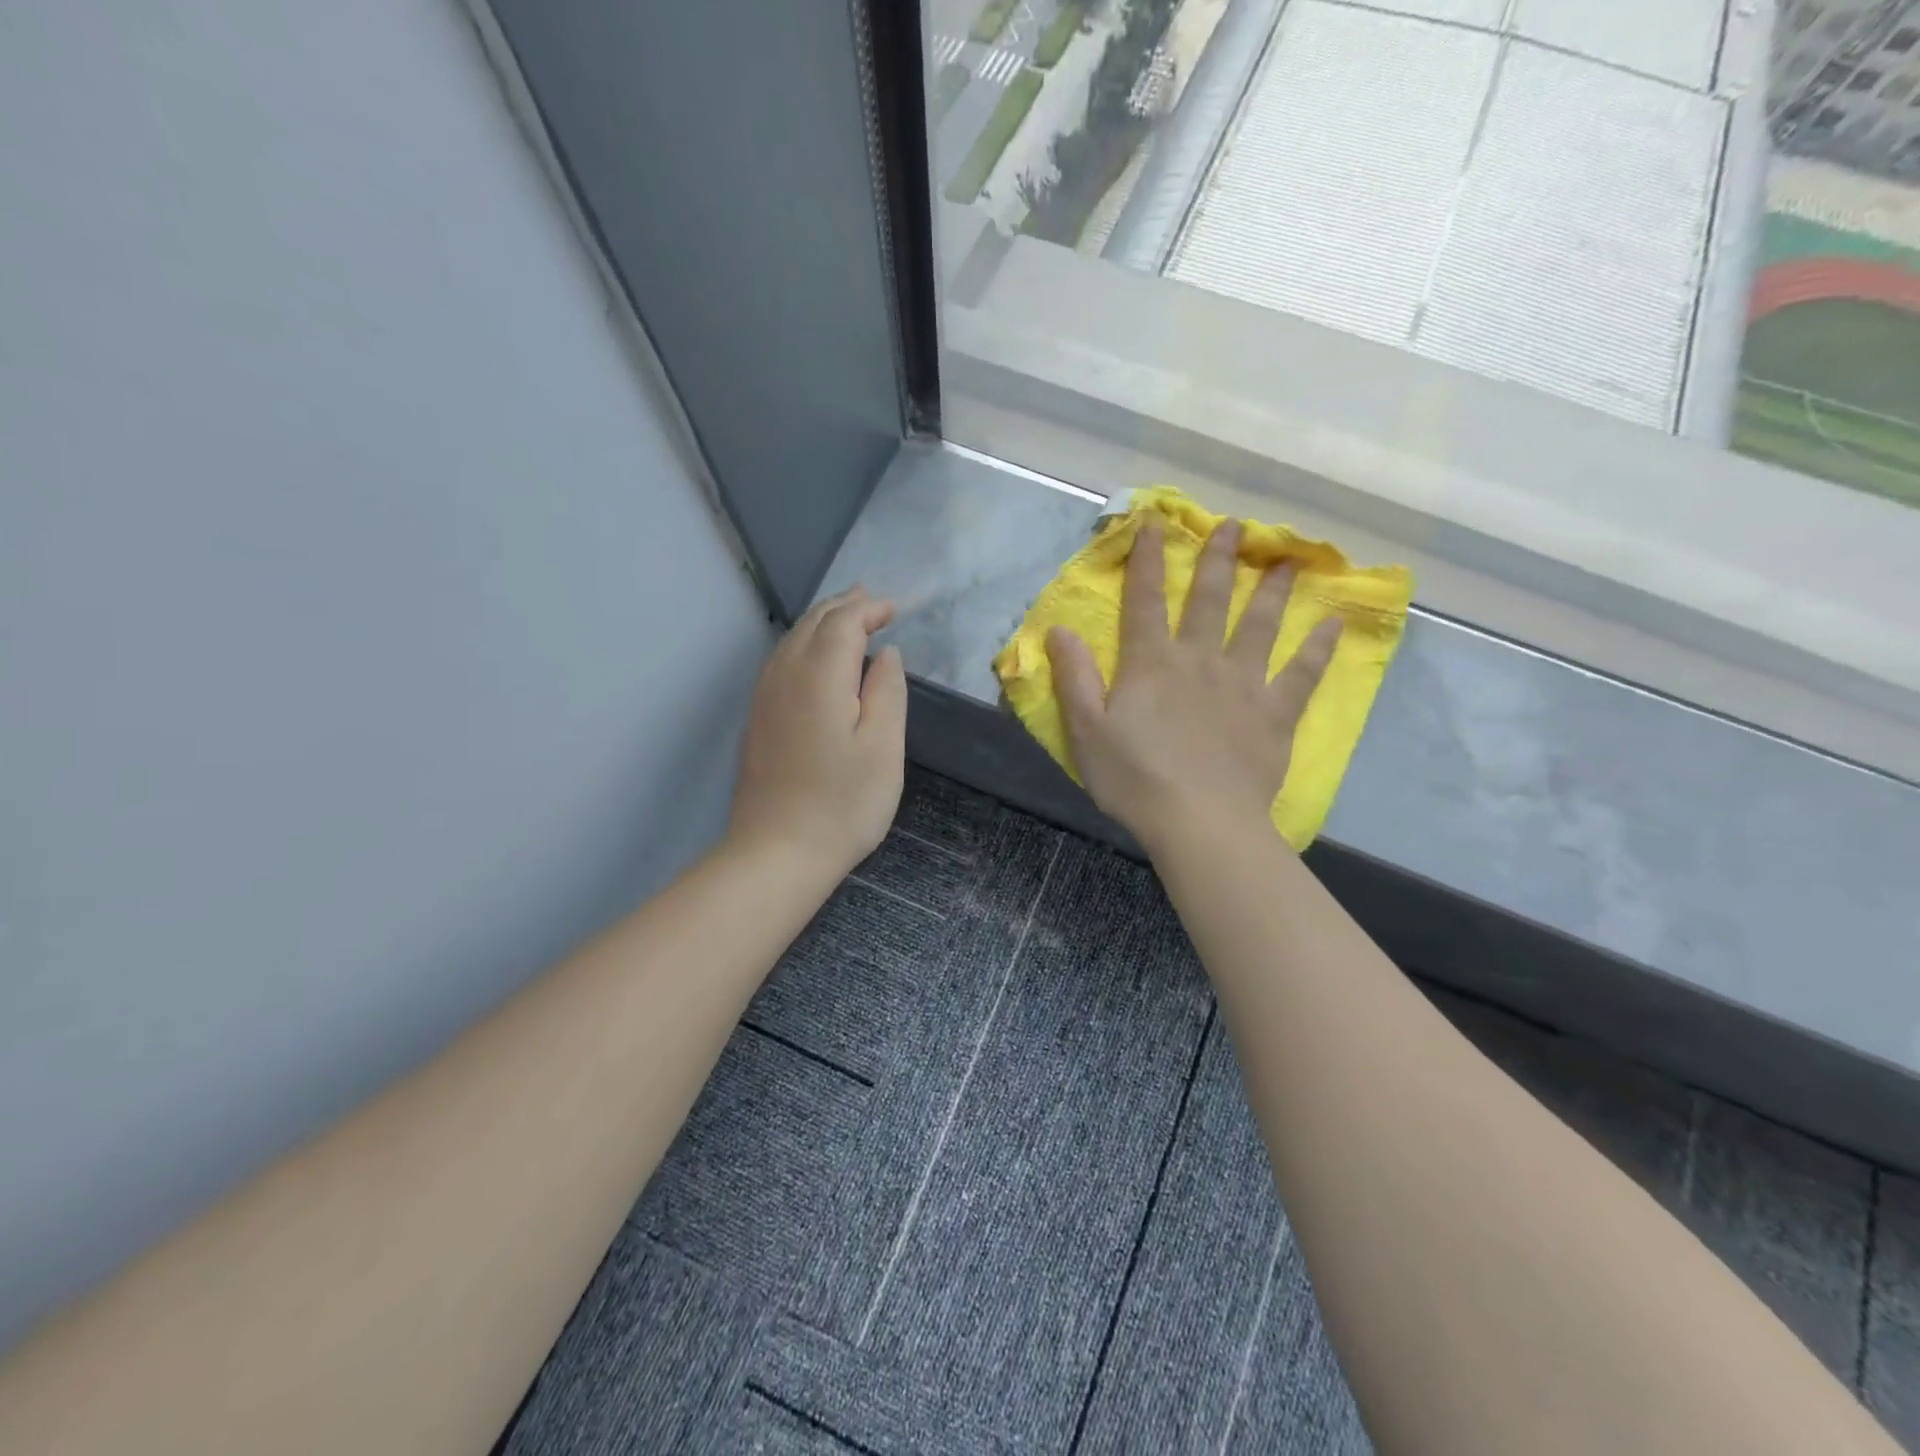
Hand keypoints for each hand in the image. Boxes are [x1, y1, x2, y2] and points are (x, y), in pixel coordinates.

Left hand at [729, 587, 906, 874]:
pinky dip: (804, 645)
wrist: (777, 853)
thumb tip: (885, 654)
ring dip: (821, 623)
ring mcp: (764, 698)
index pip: (843, 623)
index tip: (895, 609)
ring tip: (847, 618)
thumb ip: (887, 691)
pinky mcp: (757, 720)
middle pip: (812, 623)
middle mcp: (784, 675)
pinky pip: (781, 662)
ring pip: (791, 640)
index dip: (869, 609)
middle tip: (872, 601)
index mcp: (819, 675)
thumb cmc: (843, 803)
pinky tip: (815, 660)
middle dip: (843, 607)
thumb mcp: (883, 747)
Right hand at [1045, 521, 1340, 852]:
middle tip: (1234, 526)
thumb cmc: (1134, 778)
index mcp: (1152, 664)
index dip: (1148, 562)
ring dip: (1272, 590)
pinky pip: (1302, 674)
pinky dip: (1319, 648)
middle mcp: (1200, 660)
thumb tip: (1059, 630)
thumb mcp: (1086, 731)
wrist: (1199, 821)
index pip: (1145, 601)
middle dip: (1218, 560)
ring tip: (1288, 560)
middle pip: (1209, 600)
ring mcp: (1243, 684)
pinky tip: (1335, 624)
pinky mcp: (1275, 713)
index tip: (1156, 524)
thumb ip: (1074, 678)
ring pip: (1260, 625)